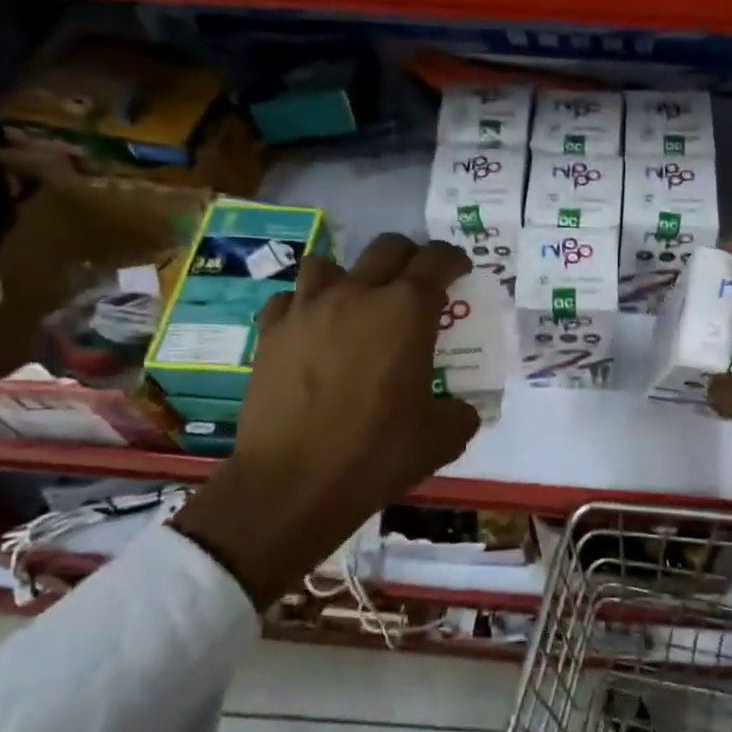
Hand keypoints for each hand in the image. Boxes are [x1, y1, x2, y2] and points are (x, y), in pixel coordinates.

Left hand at [172, 235, 481, 606]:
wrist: (293, 483)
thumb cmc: (376, 454)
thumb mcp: (441, 438)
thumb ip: (460, 413)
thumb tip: (461, 409)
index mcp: (407, 311)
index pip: (437, 260)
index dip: (454, 260)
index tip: (460, 271)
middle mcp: (357, 295)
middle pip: (387, 248)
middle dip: (409, 257)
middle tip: (416, 283)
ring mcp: (307, 309)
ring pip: (329, 264)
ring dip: (350, 277)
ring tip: (356, 304)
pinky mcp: (271, 332)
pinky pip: (289, 299)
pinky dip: (304, 307)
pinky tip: (311, 332)